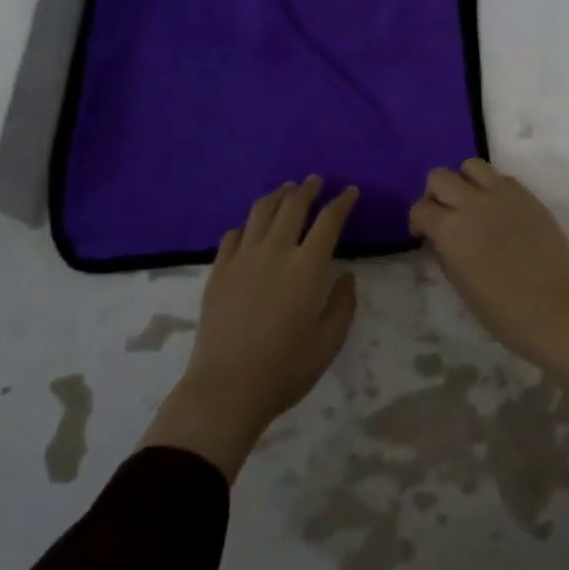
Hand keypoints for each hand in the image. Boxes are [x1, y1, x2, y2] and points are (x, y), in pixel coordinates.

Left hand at [140, 177, 358, 479]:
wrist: (227, 388)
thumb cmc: (286, 369)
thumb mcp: (329, 342)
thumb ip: (343, 304)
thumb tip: (347, 275)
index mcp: (308, 266)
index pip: (329, 220)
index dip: (342, 202)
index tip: (350, 191)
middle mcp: (275, 251)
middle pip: (292, 206)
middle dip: (308, 189)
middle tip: (316, 181)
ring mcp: (242, 258)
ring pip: (261, 212)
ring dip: (277, 196)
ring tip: (285, 191)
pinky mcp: (218, 270)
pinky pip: (233, 235)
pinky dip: (247, 225)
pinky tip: (250, 228)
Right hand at [409, 159, 568, 417]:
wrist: (556, 311)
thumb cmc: (502, 311)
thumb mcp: (460, 285)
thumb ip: (445, 252)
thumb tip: (440, 237)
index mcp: (451, 230)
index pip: (421, 208)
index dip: (418, 221)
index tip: (424, 235)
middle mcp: (473, 203)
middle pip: (440, 176)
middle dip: (436, 194)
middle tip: (445, 215)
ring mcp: (504, 196)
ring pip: (472, 166)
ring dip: (464, 182)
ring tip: (472, 204)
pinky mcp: (529, 197)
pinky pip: (502, 178)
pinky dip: (493, 187)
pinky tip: (499, 210)